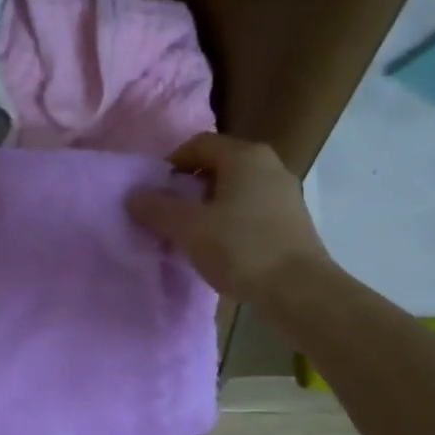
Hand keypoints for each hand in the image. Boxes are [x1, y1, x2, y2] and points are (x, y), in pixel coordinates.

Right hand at [126, 132, 329, 299]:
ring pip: (236, 190)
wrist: (299, 291)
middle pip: (218, 166)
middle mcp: (269, 165)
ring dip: (209, 207)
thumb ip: (157, 208)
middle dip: (189, 187)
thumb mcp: (189, 228)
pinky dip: (231, 221)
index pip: (198, 144)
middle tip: (169, 214)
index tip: (155, 192)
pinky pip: (252, 210)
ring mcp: (285, 193)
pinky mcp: (293, 221)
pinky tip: (221, 249)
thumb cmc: (241, 249)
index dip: (171, 164)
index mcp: (245, 156)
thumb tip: (134, 195)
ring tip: (192, 235)